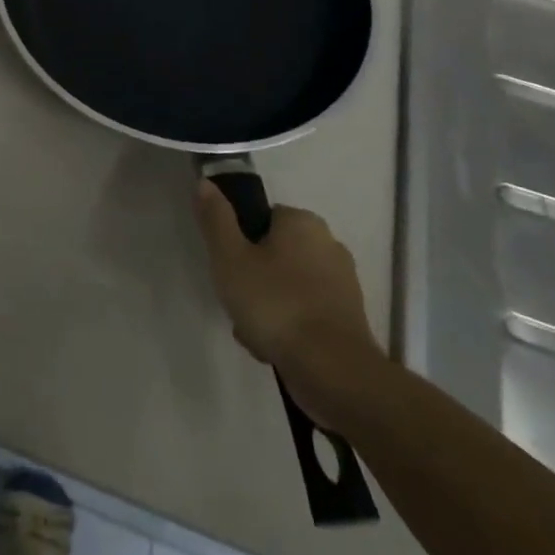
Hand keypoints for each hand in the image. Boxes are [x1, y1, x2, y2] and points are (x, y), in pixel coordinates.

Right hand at [194, 181, 385, 429]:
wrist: (334, 372)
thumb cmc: (276, 304)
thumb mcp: (230, 257)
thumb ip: (216, 218)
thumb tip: (206, 182)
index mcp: (303, 222)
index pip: (262, 218)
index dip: (240, 242)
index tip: (229, 268)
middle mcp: (329, 245)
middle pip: (274, 254)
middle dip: (253, 279)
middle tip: (237, 301)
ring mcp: (343, 284)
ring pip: (288, 286)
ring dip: (268, 306)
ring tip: (253, 332)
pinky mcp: (349, 320)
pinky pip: (306, 313)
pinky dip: (289, 327)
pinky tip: (274, 349)